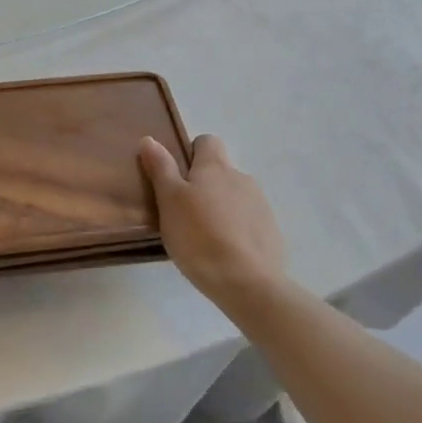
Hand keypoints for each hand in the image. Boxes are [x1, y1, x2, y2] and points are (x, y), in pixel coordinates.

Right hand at [140, 135, 285, 313]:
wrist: (249, 283)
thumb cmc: (199, 237)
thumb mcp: (169, 201)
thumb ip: (161, 168)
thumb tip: (149, 139)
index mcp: (215, 167)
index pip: (207, 141)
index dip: (191, 153)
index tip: (177, 176)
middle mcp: (241, 178)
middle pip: (220, 171)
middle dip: (204, 185)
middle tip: (183, 212)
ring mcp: (261, 206)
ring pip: (235, 197)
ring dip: (221, 208)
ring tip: (203, 237)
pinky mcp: (272, 233)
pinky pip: (249, 222)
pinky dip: (236, 231)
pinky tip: (225, 253)